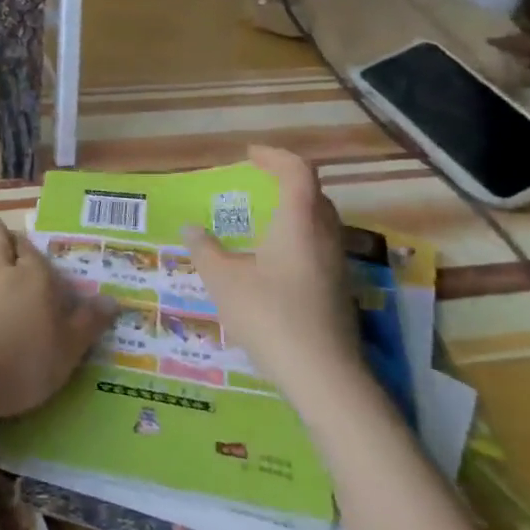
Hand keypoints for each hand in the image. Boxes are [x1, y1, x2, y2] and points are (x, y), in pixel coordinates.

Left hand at [0, 218, 115, 421]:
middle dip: (1, 235)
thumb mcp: (66, 353)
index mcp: (35, 282)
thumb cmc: (19, 367)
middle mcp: (1, 272)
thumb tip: (113, 300)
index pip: (35, 257)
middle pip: (2, 246)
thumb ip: (88, 324)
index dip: (30, 249)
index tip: (26, 241)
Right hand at [182, 145, 361, 402]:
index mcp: (298, 223)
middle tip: (257, 185)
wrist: (323, 375)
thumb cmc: (269, 316)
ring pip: (319, 223)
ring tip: (261, 222)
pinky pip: (318, 247)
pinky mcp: (338, 290)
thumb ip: (205, 250)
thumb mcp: (223, 281)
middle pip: (313, 195)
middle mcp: (323, 236)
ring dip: (294, 211)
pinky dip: (297, 238)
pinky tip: (273, 263)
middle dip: (286, 182)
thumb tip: (190, 228)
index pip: (297, 172)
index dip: (275, 157)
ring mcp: (336, 265)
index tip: (250, 155)